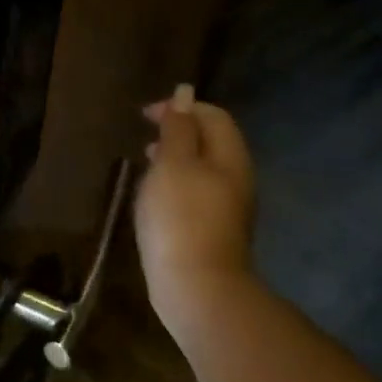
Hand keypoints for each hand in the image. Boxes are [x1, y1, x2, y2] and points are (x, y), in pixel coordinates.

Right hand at [135, 84, 257, 344]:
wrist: (197, 288)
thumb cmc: (181, 217)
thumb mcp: (173, 163)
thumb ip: (178, 128)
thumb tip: (185, 94)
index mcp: (230, 157)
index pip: (214, 116)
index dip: (182, 108)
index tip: (146, 116)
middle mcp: (236, 179)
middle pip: (212, 142)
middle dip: (179, 132)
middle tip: (145, 136)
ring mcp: (228, 209)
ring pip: (203, 169)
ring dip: (175, 159)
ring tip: (145, 163)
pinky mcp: (213, 232)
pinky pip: (196, 194)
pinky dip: (175, 185)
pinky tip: (155, 198)